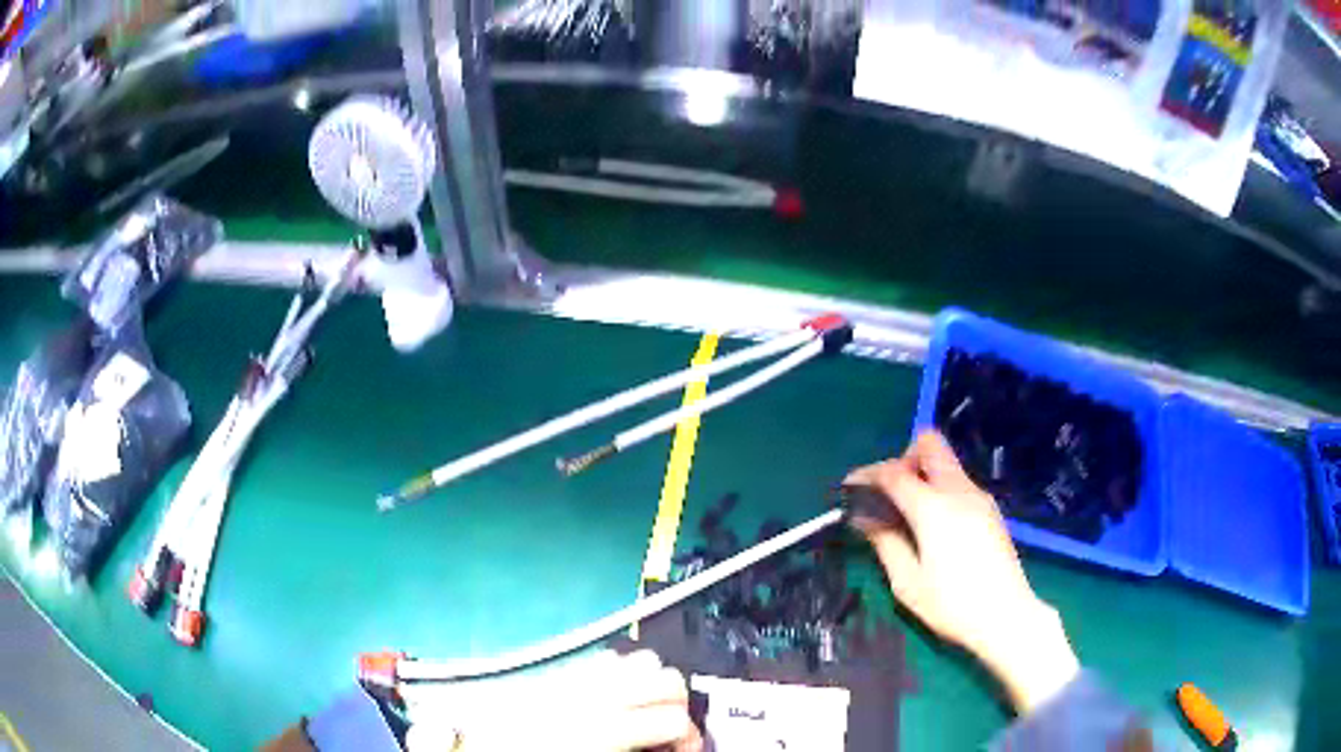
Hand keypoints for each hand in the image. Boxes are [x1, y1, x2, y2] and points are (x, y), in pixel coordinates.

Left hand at [404, 649, 701, 751]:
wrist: (469, 744)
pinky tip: (616, 698)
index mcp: (598, 724)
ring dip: (654, 685)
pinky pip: (608, 658)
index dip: (688, 737)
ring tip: (646, 714)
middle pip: (666, 677)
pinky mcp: (561, 672)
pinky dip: (625, 673)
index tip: (682, 751)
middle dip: (678, 705)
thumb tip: (643, 747)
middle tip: (668, 736)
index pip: (672, 718)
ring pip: (642, 659)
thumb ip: (616, 749)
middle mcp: (589, 692)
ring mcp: (575, 677)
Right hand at [845, 431, 1078, 712]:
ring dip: (922, 473)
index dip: (867, 475)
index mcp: (934, 508)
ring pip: (946, 462)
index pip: (894, 473)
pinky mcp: (990, 508)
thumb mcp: (907, 583)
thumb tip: (864, 517)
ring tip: (906, 513)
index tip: (848, 488)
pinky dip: (939, 488)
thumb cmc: (952, 605)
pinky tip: (933, 524)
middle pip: (929, 444)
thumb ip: (885, 543)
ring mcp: (979, 496)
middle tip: (888, 494)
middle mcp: (959, 491)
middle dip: (902, 459)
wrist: (1007, 616)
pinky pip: (958, 481)